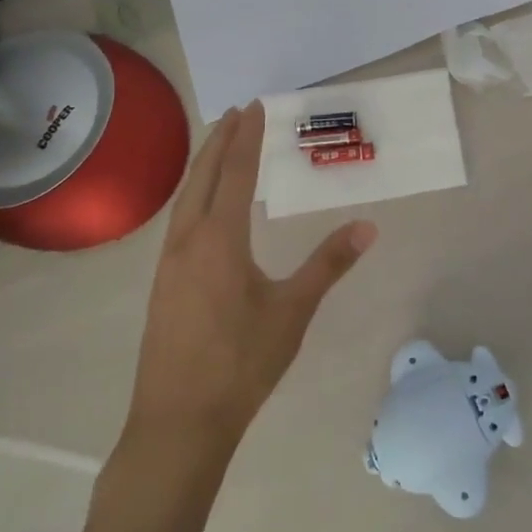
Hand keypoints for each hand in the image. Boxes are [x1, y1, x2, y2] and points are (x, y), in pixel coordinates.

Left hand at [127, 103, 376, 447]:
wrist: (178, 425)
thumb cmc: (241, 364)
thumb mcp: (293, 311)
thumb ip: (329, 264)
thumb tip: (368, 226)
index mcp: (219, 239)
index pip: (235, 172)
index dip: (247, 137)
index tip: (255, 106)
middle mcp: (187, 240)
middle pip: (202, 176)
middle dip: (220, 140)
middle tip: (238, 112)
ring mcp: (168, 263)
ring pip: (185, 197)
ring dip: (204, 165)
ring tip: (220, 146)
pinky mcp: (162, 284)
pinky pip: (178, 220)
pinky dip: (194, 194)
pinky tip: (202, 207)